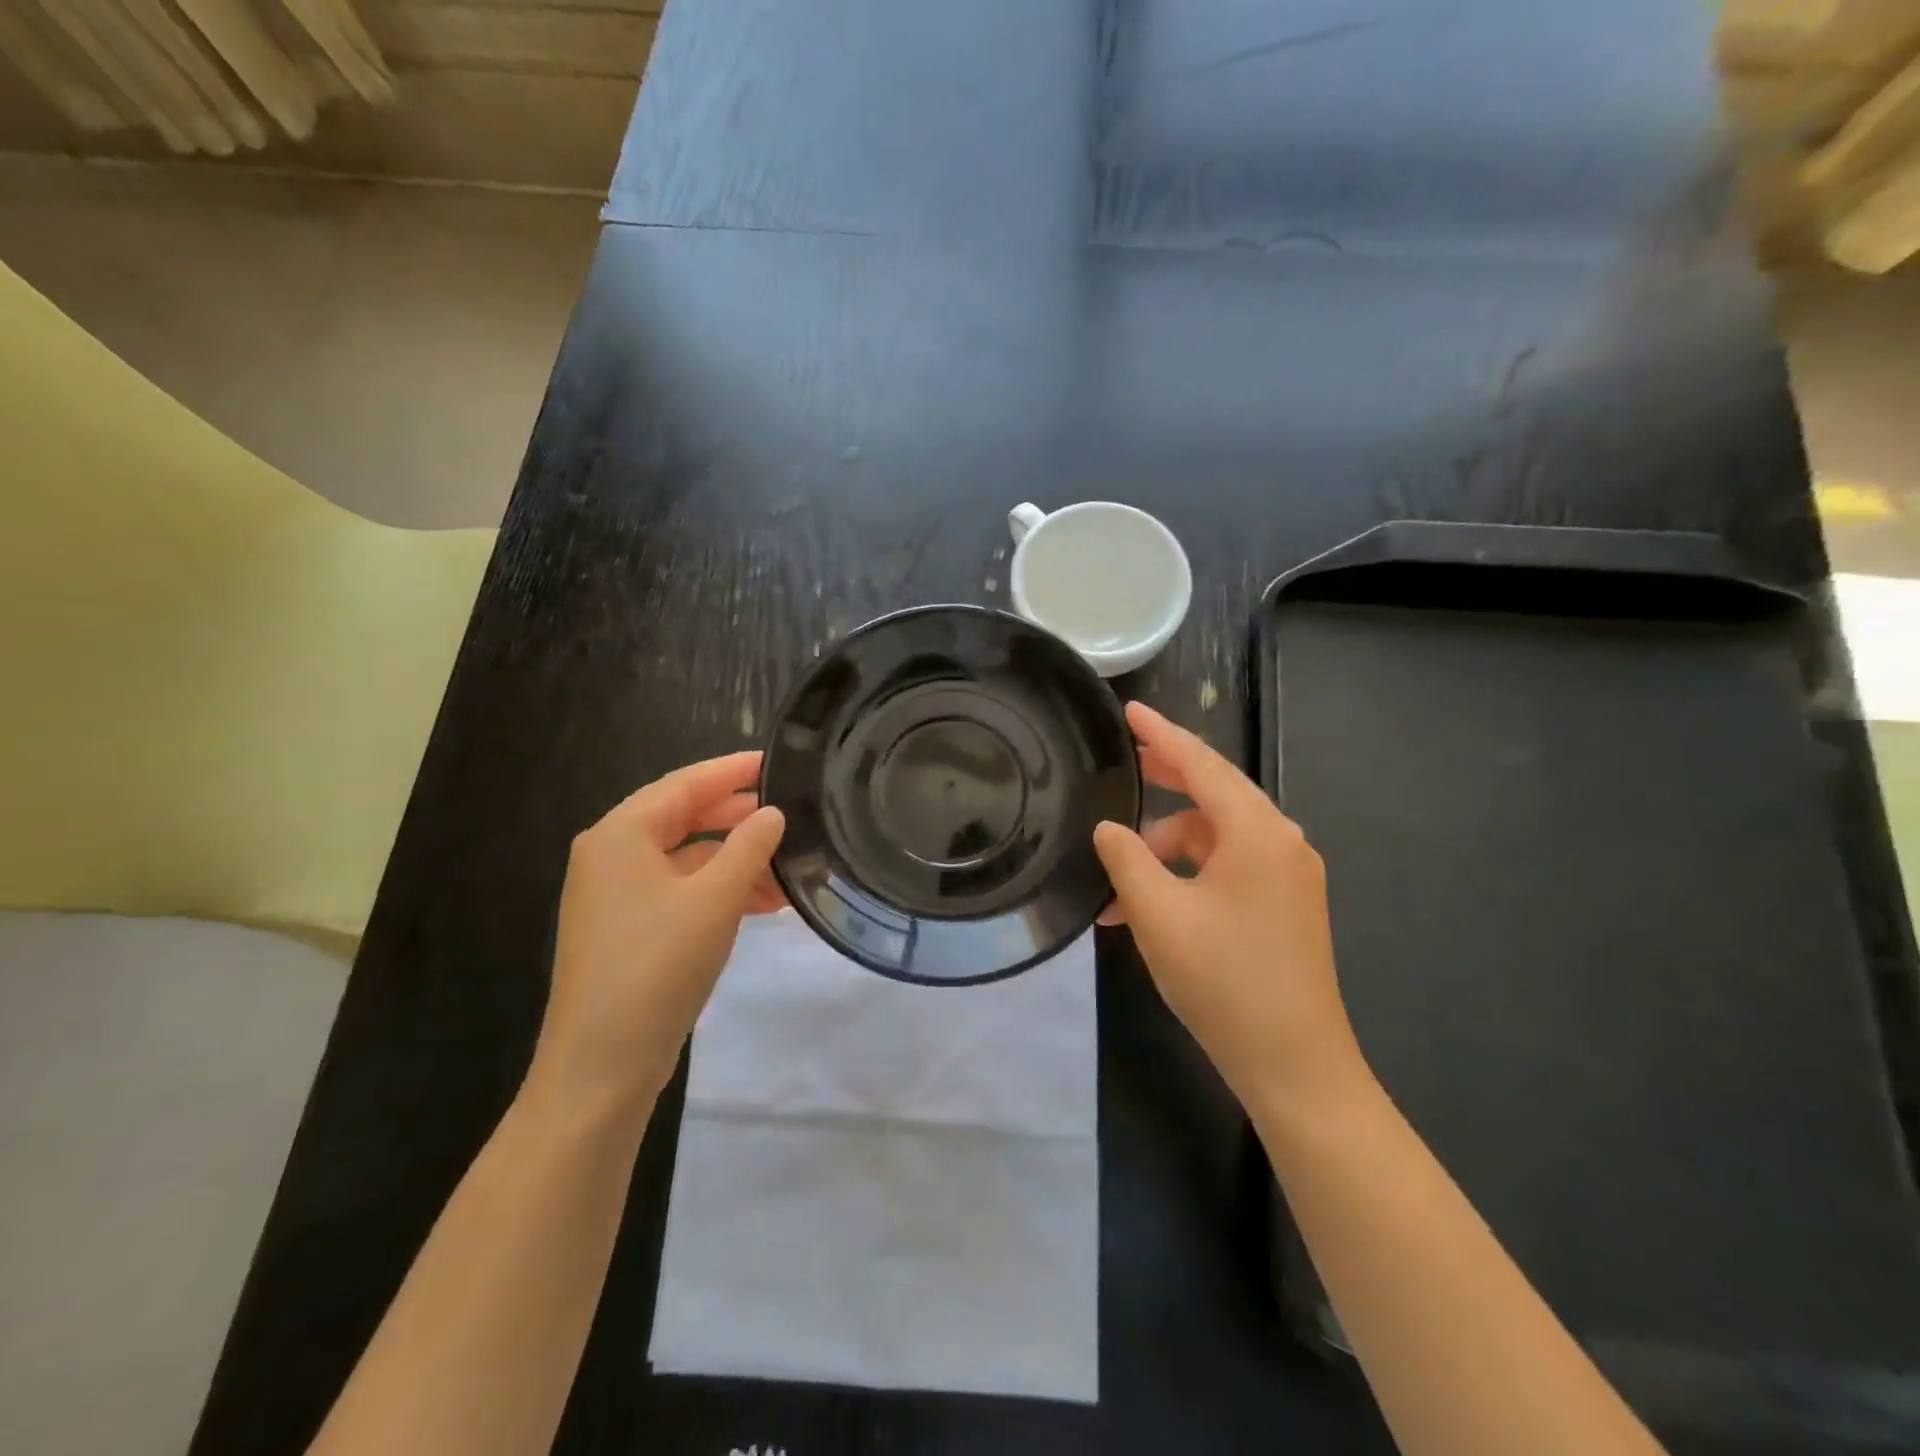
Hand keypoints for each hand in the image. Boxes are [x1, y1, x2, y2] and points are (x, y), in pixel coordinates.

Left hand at [526, 752, 785, 1115]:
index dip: (733, 770)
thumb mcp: (715, 899)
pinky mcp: (628, 929)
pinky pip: (681, 891)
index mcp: (620, 835)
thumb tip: (772, 813)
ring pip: (687, 859)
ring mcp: (617, 896)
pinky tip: (763, 903)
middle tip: (791, 810)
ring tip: (788, 867)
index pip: (684, 783)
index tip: (777, 761)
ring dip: (736, 860)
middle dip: (739, 817)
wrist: (602, 1066)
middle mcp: (611, 856)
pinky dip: (720, 890)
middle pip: (684, 818)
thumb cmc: (657, 967)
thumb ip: (749, 846)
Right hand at [1094, 703, 1368, 1114]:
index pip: (1202, 764)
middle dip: (1164, 779)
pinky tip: (1147, 909)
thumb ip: (1126, 858)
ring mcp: (1287, 876)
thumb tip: (1109, 827)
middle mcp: (1280, 843)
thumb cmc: (1224, 981)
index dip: (1161, 734)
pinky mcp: (1284, 905)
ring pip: (1214, 838)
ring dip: (1165, 849)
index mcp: (1257, 833)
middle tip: (1122, 764)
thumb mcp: (1159, 914)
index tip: (1130, 710)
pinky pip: (1227, 869)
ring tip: (1117, 885)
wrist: (1296, 1066)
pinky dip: (1186, 876)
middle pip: (1213, 792)